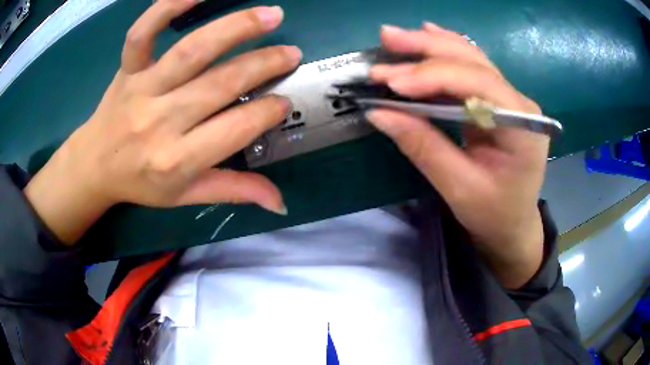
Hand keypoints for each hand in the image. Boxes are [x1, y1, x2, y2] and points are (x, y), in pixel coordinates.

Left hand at [24, 2, 301, 243]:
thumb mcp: (185, 196)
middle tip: (291, 54)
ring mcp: (141, 89)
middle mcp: (159, 121)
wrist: (94, 165)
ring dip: (235, 28)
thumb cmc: (141, 182)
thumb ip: (233, 191)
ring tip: (271, 15)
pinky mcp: (127, 69)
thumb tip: (280, 202)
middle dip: (263, 65)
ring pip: (191, 50)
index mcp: (176, 160)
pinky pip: (142, 33)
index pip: (234, 130)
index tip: (284, 101)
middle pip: (219, 84)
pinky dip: (167, 8)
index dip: (266, 112)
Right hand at [366, 24, 547, 288]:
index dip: (432, 76)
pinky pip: (471, 67)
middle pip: (473, 61)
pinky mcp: (498, 99)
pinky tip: (427, 34)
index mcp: (522, 126)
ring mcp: (510, 97)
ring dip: (431, 44)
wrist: (513, 223)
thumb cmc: (492, 214)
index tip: (390, 82)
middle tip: (386, 40)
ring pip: (470, 57)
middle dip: (427, 50)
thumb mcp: (458, 188)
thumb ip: (422, 146)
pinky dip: (445, 51)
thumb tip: (379, 112)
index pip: (477, 84)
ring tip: (395, 37)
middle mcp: (520, 102)